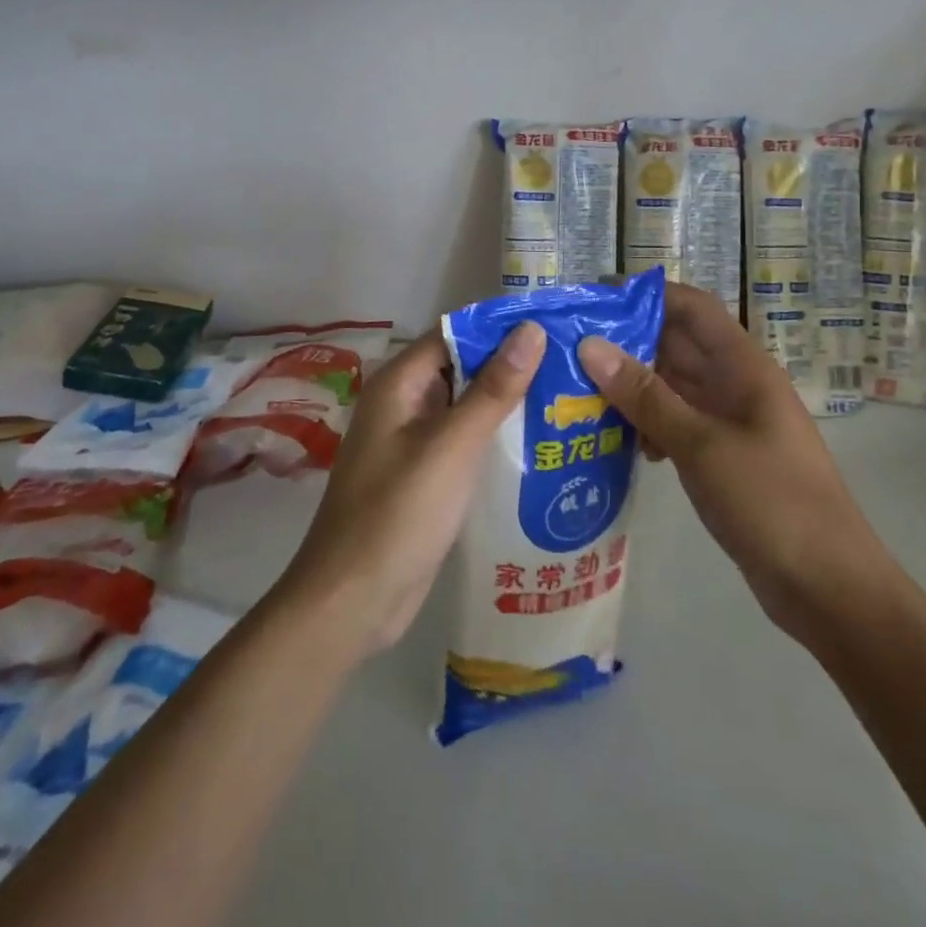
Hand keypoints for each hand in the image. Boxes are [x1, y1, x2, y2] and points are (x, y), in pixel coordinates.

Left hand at [273, 322, 545, 662]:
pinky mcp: (426, 475)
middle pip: (463, 367)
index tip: (555, 324)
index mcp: (399, 384)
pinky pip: (465, 441)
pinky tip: (540, 441)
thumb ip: (493, 388)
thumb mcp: (452, 446)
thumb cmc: (399, 514)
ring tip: (568, 395)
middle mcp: (404, 404)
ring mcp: (413, 442)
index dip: (501, 327)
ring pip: (466, 406)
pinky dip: (496, 435)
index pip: (455, 333)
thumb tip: (531, 329)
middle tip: (572, 362)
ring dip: (508, 400)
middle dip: (512, 363)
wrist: (353, 602)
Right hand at [577, 283, 891, 642]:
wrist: (827, 586)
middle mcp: (735, 384)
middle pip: (676, 344)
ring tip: (580, 395)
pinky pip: (678, 423)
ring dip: (632, 388)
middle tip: (569, 349)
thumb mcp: (701, 444)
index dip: (645, 294)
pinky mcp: (722, 456)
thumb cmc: (770, 501)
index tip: (593, 297)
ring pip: (673, 387)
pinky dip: (648, 425)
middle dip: (626, 342)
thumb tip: (591, 345)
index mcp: (742, 366)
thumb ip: (646, 396)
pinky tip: (620, 443)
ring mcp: (730, 421)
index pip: (691, 307)